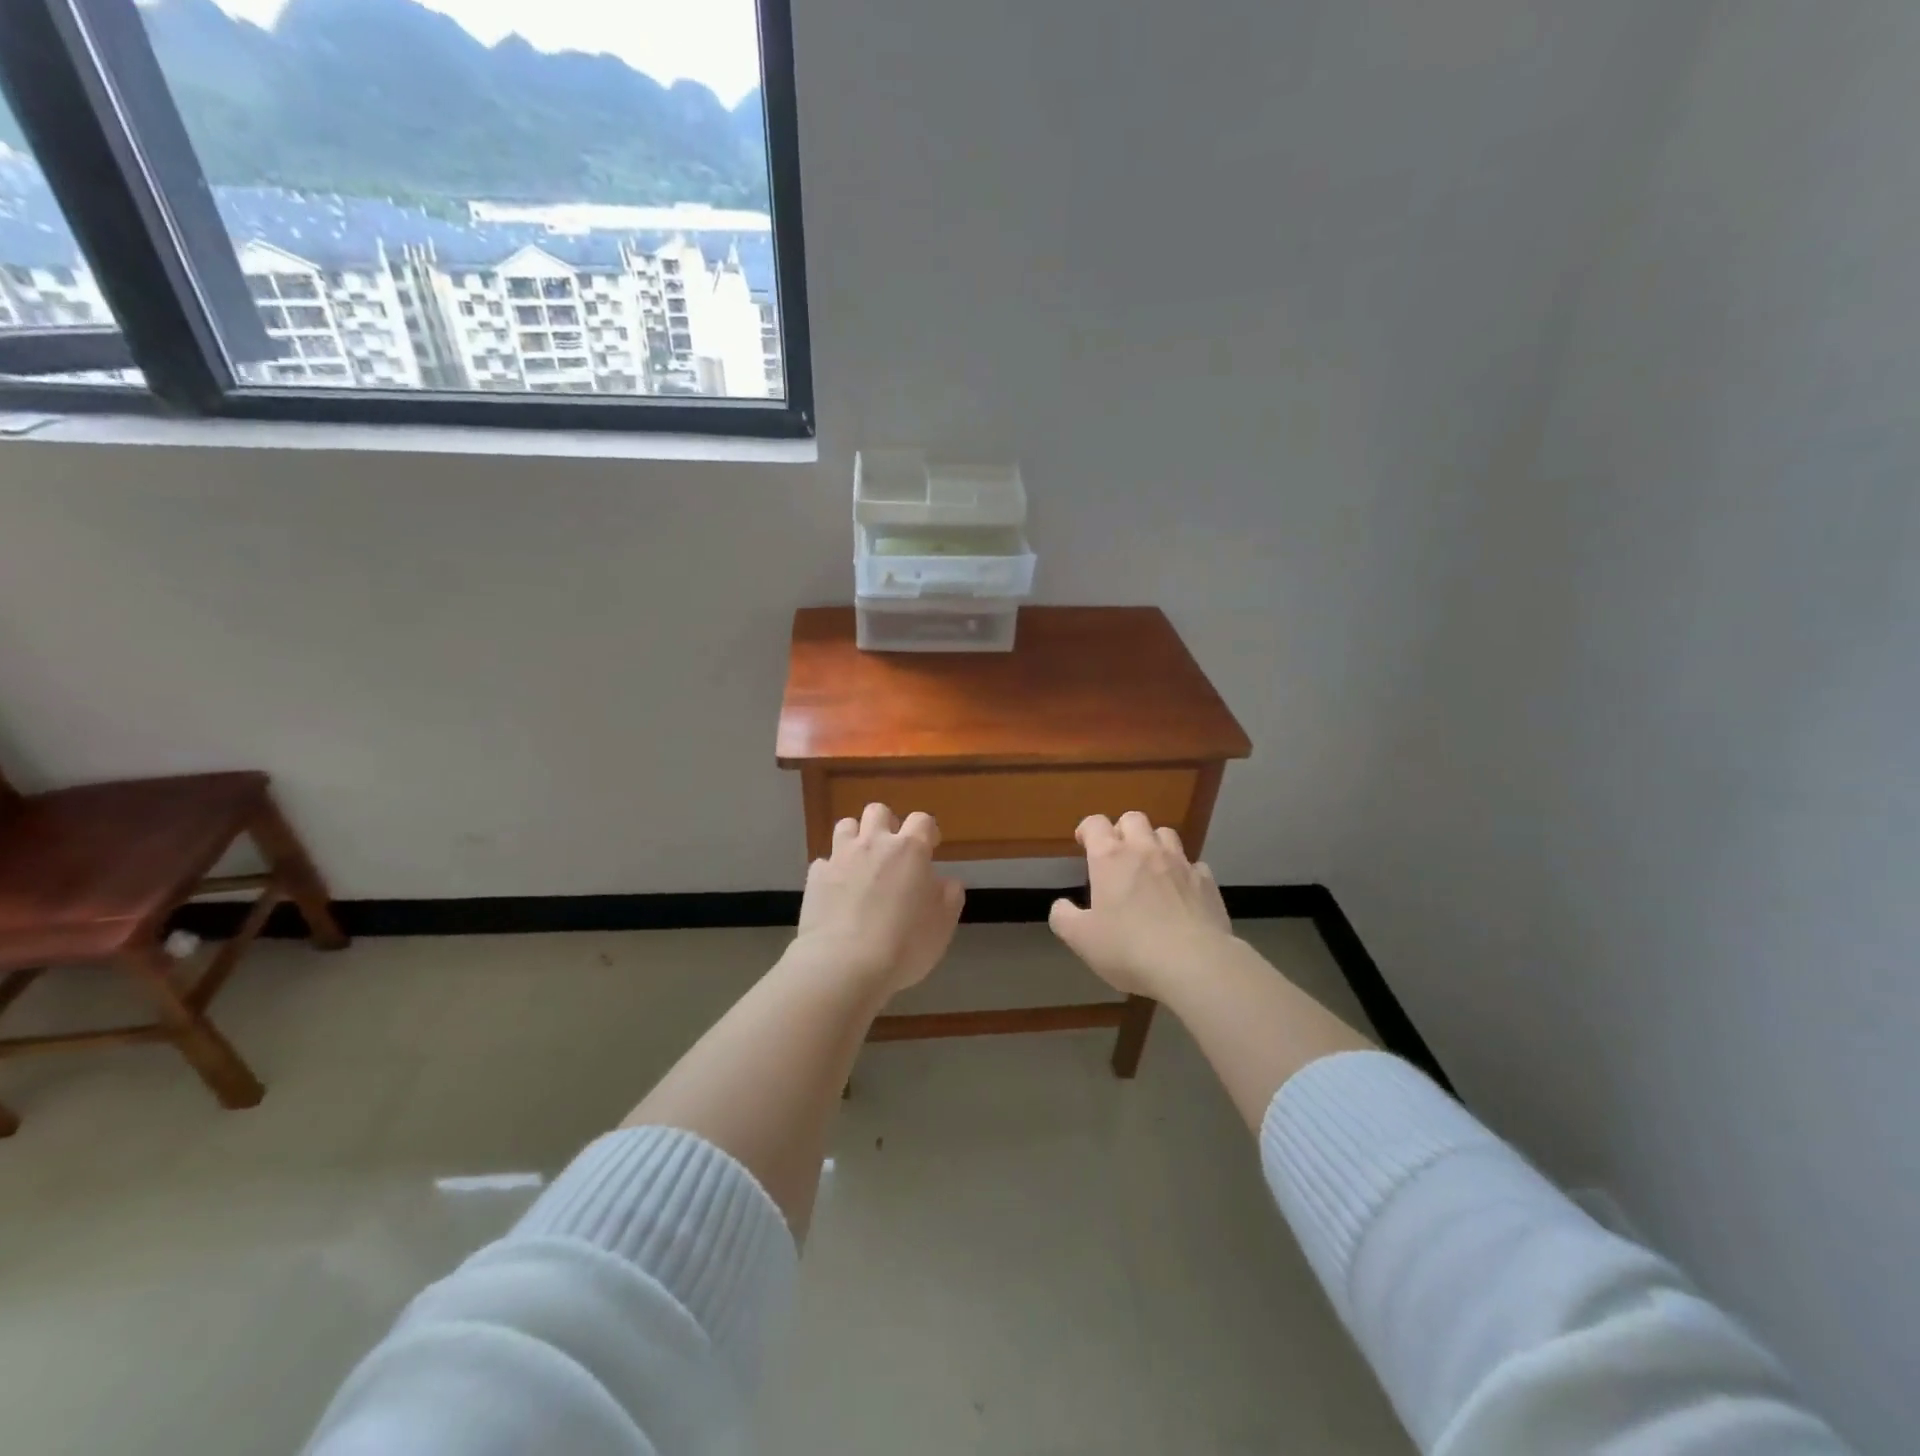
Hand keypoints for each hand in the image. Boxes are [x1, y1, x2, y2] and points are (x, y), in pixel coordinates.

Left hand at [791, 803, 964, 998]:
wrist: (845, 964)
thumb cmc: (904, 945)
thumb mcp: (943, 925)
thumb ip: (949, 897)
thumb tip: (946, 882)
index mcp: (909, 850)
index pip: (922, 820)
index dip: (927, 831)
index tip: (930, 846)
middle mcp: (874, 844)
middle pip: (878, 811)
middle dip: (887, 824)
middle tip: (892, 852)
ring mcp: (841, 857)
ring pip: (846, 826)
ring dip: (855, 838)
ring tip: (861, 862)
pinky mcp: (816, 876)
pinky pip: (824, 861)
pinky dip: (832, 870)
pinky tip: (837, 890)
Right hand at [1049, 812, 1233, 997]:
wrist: (1193, 963)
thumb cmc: (1128, 948)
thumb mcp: (1081, 939)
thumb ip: (1064, 918)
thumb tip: (1061, 906)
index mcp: (1110, 857)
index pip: (1095, 823)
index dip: (1088, 829)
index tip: (1084, 843)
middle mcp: (1145, 850)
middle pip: (1133, 819)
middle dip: (1122, 830)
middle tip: (1117, 854)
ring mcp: (1180, 863)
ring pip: (1166, 834)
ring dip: (1154, 843)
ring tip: (1149, 866)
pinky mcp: (1206, 882)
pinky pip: (1193, 864)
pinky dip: (1183, 871)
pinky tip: (1180, 891)